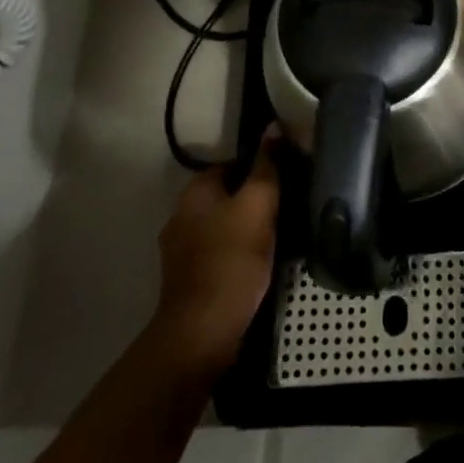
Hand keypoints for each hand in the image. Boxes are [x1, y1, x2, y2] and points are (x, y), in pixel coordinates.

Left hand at [144, 133, 281, 380]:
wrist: (202, 333)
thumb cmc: (232, 260)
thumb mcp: (258, 206)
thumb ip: (266, 167)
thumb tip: (271, 129)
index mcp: (195, 192)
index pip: (232, 164)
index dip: (260, 170)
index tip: (284, 182)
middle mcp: (180, 214)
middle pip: (226, 195)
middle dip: (253, 201)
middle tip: (285, 210)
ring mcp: (179, 250)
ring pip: (222, 226)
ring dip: (245, 230)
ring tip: (276, 239)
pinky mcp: (185, 280)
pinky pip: (217, 253)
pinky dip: (235, 255)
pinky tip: (256, 265)